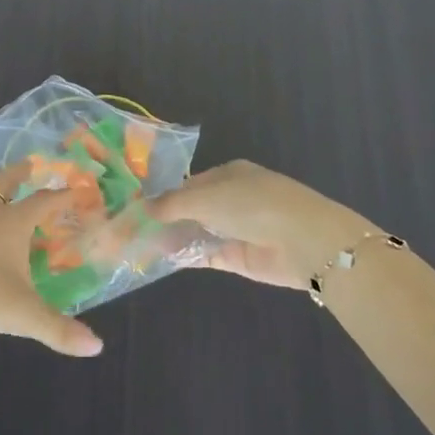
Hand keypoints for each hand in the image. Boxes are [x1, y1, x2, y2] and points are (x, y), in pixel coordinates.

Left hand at [0, 164, 104, 357]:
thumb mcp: (21, 313)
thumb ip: (58, 330)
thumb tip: (97, 347)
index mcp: (13, 221)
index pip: (45, 200)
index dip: (65, 196)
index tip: (82, 190)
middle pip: (5, 184)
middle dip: (20, 173)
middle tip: (33, 164)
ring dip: (2, 203)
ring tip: (15, 213)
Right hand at [151, 160, 368, 288]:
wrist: (304, 242)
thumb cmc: (253, 205)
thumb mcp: (206, 197)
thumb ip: (172, 204)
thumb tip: (143, 207)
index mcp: (228, 174)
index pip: (188, 184)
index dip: (163, 196)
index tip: (136, 209)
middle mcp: (231, 199)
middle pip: (191, 209)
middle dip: (164, 220)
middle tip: (130, 231)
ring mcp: (235, 229)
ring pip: (196, 232)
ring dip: (172, 239)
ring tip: (138, 248)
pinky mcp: (239, 257)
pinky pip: (206, 254)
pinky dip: (186, 256)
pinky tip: (160, 260)